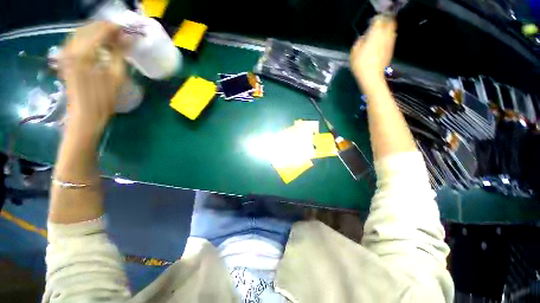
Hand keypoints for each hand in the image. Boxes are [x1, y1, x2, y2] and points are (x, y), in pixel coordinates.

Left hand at [59, 21, 125, 130]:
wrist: (85, 115)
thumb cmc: (103, 99)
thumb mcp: (116, 76)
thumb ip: (120, 54)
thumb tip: (128, 39)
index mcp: (83, 54)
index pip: (100, 31)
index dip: (114, 28)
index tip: (127, 30)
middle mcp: (71, 49)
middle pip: (88, 29)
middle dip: (105, 28)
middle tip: (120, 33)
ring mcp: (66, 53)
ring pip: (81, 33)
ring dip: (97, 32)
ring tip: (112, 38)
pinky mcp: (65, 59)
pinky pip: (77, 41)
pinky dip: (89, 39)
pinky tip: (99, 44)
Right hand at [350, 15, 396, 84]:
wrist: (372, 77)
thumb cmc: (361, 64)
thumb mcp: (354, 53)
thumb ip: (359, 42)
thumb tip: (363, 38)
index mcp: (375, 33)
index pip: (378, 20)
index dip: (374, 22)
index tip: (369, 26)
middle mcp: (385, 35)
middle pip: (388, 22)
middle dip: (383, 24)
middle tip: (376, 29)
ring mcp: (390, 42)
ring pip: (391, 30)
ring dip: (386, 31)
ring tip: (379, 37)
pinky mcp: (391, 50)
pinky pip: (391, 39)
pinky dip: (387, 39)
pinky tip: (381, 45)